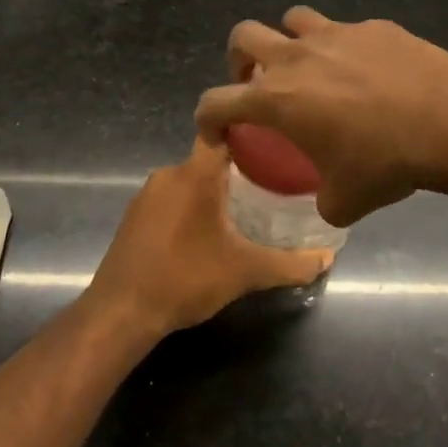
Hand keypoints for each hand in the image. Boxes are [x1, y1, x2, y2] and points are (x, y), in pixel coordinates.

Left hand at [85, 138, 333, 335]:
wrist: (120, 313)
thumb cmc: (186, 279)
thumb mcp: (246, 272)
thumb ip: (290, 264)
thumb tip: (327, 259)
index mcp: (196, 174)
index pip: (226, 133)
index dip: (253, 134)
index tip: (278, 145)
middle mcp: (169, 174)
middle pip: (211, 159)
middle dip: (240, 171)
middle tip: (273, 187)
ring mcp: (147, 195)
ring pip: (190, 181)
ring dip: (214, 192)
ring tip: (245, 211)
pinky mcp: (134, 217)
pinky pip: (171, 200)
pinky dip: (191, 209)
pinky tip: (207, 234)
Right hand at [194, 7, 447, 226]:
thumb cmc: (386, 161)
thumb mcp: (345, 201)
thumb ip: (323, 200)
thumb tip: (327, 200)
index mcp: (277, 99)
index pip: (216, 102)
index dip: (207, 120)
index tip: (219, 135)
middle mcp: (297, 57)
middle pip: (244, 36)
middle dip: (239, 59)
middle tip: (256, 83)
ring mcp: (336, 34)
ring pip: (293, 19)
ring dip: (290, 41)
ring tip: (310, 68)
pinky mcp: (374, 27)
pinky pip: (346, 30)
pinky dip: (345, 48)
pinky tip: (370, 72)